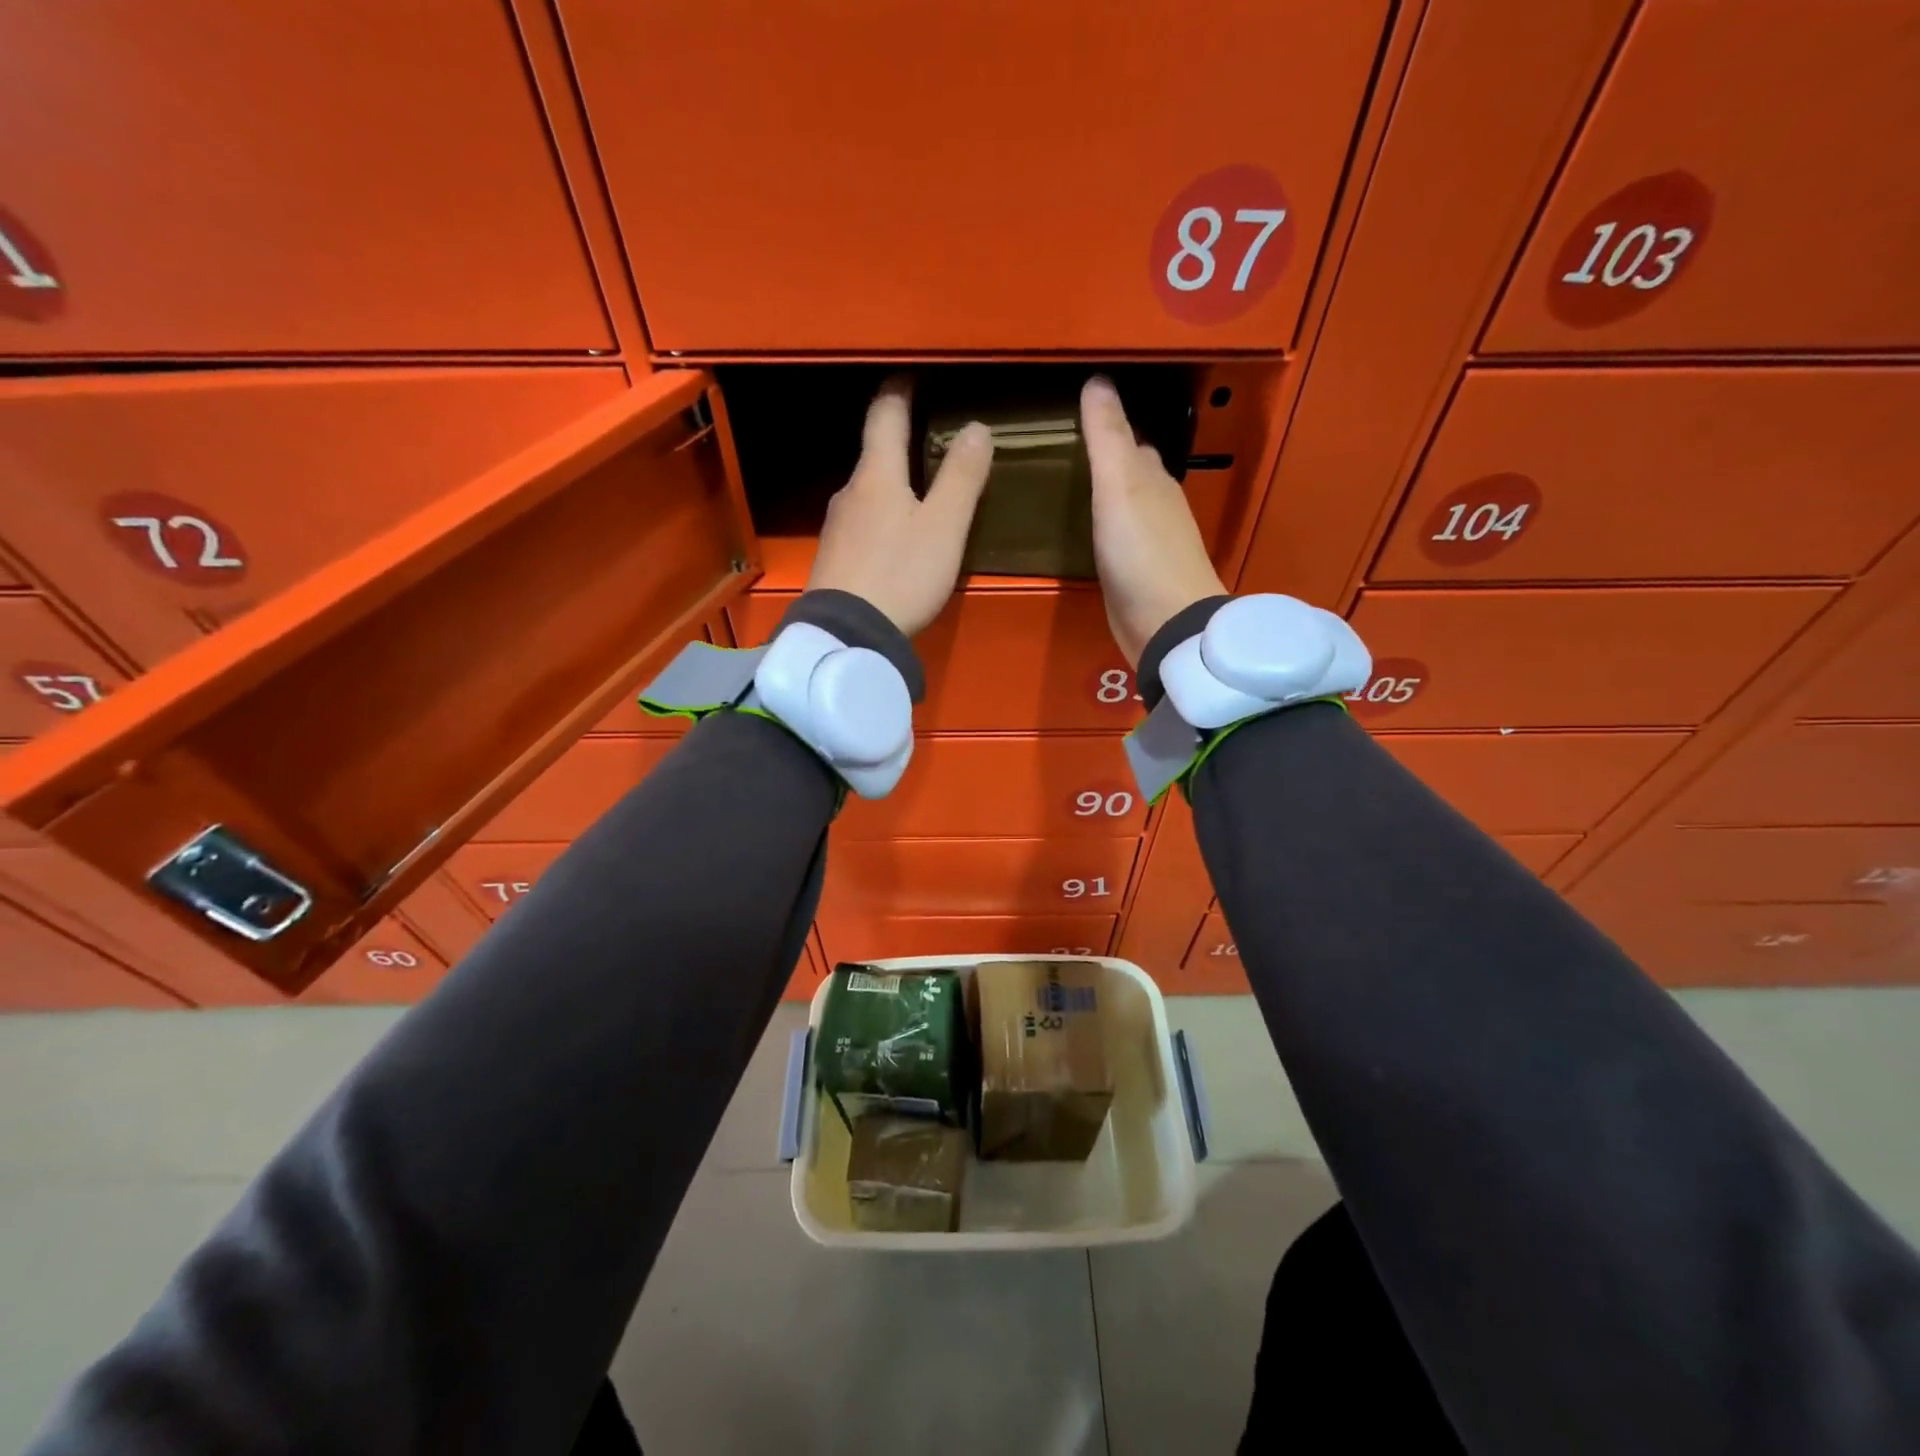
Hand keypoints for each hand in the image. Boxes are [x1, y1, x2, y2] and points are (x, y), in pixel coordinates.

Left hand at [807, 378, 993, 636]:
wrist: (847, 635)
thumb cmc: (901, 574)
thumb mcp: (944, 527)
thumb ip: (962, 477)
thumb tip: (977, 428)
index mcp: (877, 475)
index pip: (886, 415)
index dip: (901, 390)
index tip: (913, 375)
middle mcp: (850, 492)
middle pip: (875, 456)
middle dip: (900, 443)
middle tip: (930, 441)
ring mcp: (836, 527)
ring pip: (868, 492)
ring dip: (892, 485)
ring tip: (919, 496)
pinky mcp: (833, 558)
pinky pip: (862, 524)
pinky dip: (882, 518)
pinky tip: (896, 540)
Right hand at [1082, 376, 1225, 664]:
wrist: (1165, 624)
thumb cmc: (1142, 550)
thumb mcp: (1119, 485)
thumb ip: (1107, 437)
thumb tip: (1098, 380)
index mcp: (1153, 479)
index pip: (1130, 442)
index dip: (1106, 426)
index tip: (1073, 416)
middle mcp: (1156, 506)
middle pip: (1128, 473)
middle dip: (1102, 460)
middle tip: (1060, 450)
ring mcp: (1148, 543)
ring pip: (1122, 507)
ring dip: (1100, 495)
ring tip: (1062, 485)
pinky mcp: (1136, 576)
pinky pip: (1113, 540)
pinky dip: (1098, 529)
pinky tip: (1079, 534)